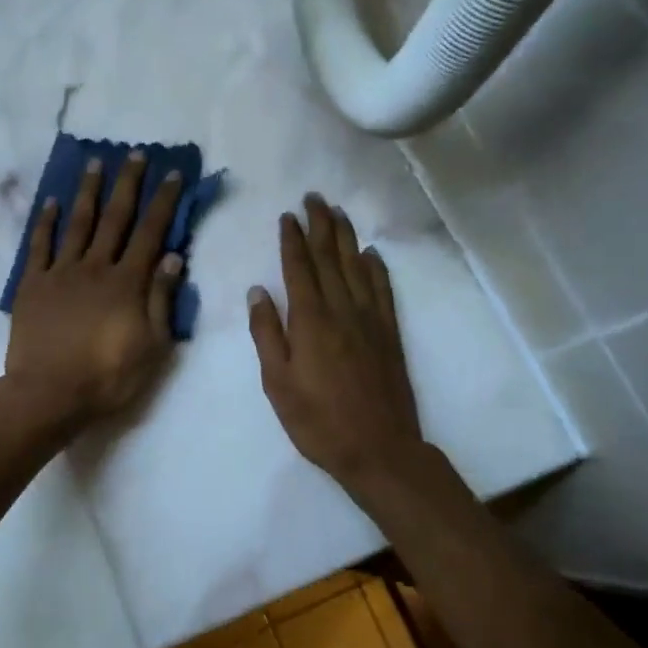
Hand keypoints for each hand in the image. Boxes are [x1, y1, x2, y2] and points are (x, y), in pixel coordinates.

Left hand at [0, 152, 184, 433]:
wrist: (48, 394)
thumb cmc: (107, 376)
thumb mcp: (153, 346)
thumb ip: (161, 299)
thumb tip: (172, 256)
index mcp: (127, 282)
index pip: (151, 232)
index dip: (163, 201)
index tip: (173, 173)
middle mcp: (95, 266)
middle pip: (115, 217)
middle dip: (128, 183)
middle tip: (135, 153)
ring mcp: (61, 272)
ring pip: (78, 223)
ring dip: (88, 191)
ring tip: (95, 163)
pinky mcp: (33, 284)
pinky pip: (39, 245)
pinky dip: (45, 222)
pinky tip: (51, 202)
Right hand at [249, 194, 428, 494]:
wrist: (379, 449)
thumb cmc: (317, 420)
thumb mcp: (277, 382)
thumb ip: (266, 333)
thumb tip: (258, 291)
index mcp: (310, 320)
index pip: (299, 268)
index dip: (292, 239)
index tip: (287, 215)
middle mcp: (341, 310)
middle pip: (330, 258)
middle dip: (320, 225)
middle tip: (314, 197)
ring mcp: (370, 320)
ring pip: (357, 267)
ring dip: (346, 237)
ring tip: (338, 212)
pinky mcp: (389, 334)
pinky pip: (382, 290)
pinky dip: (376, 268)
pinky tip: (371, 254)